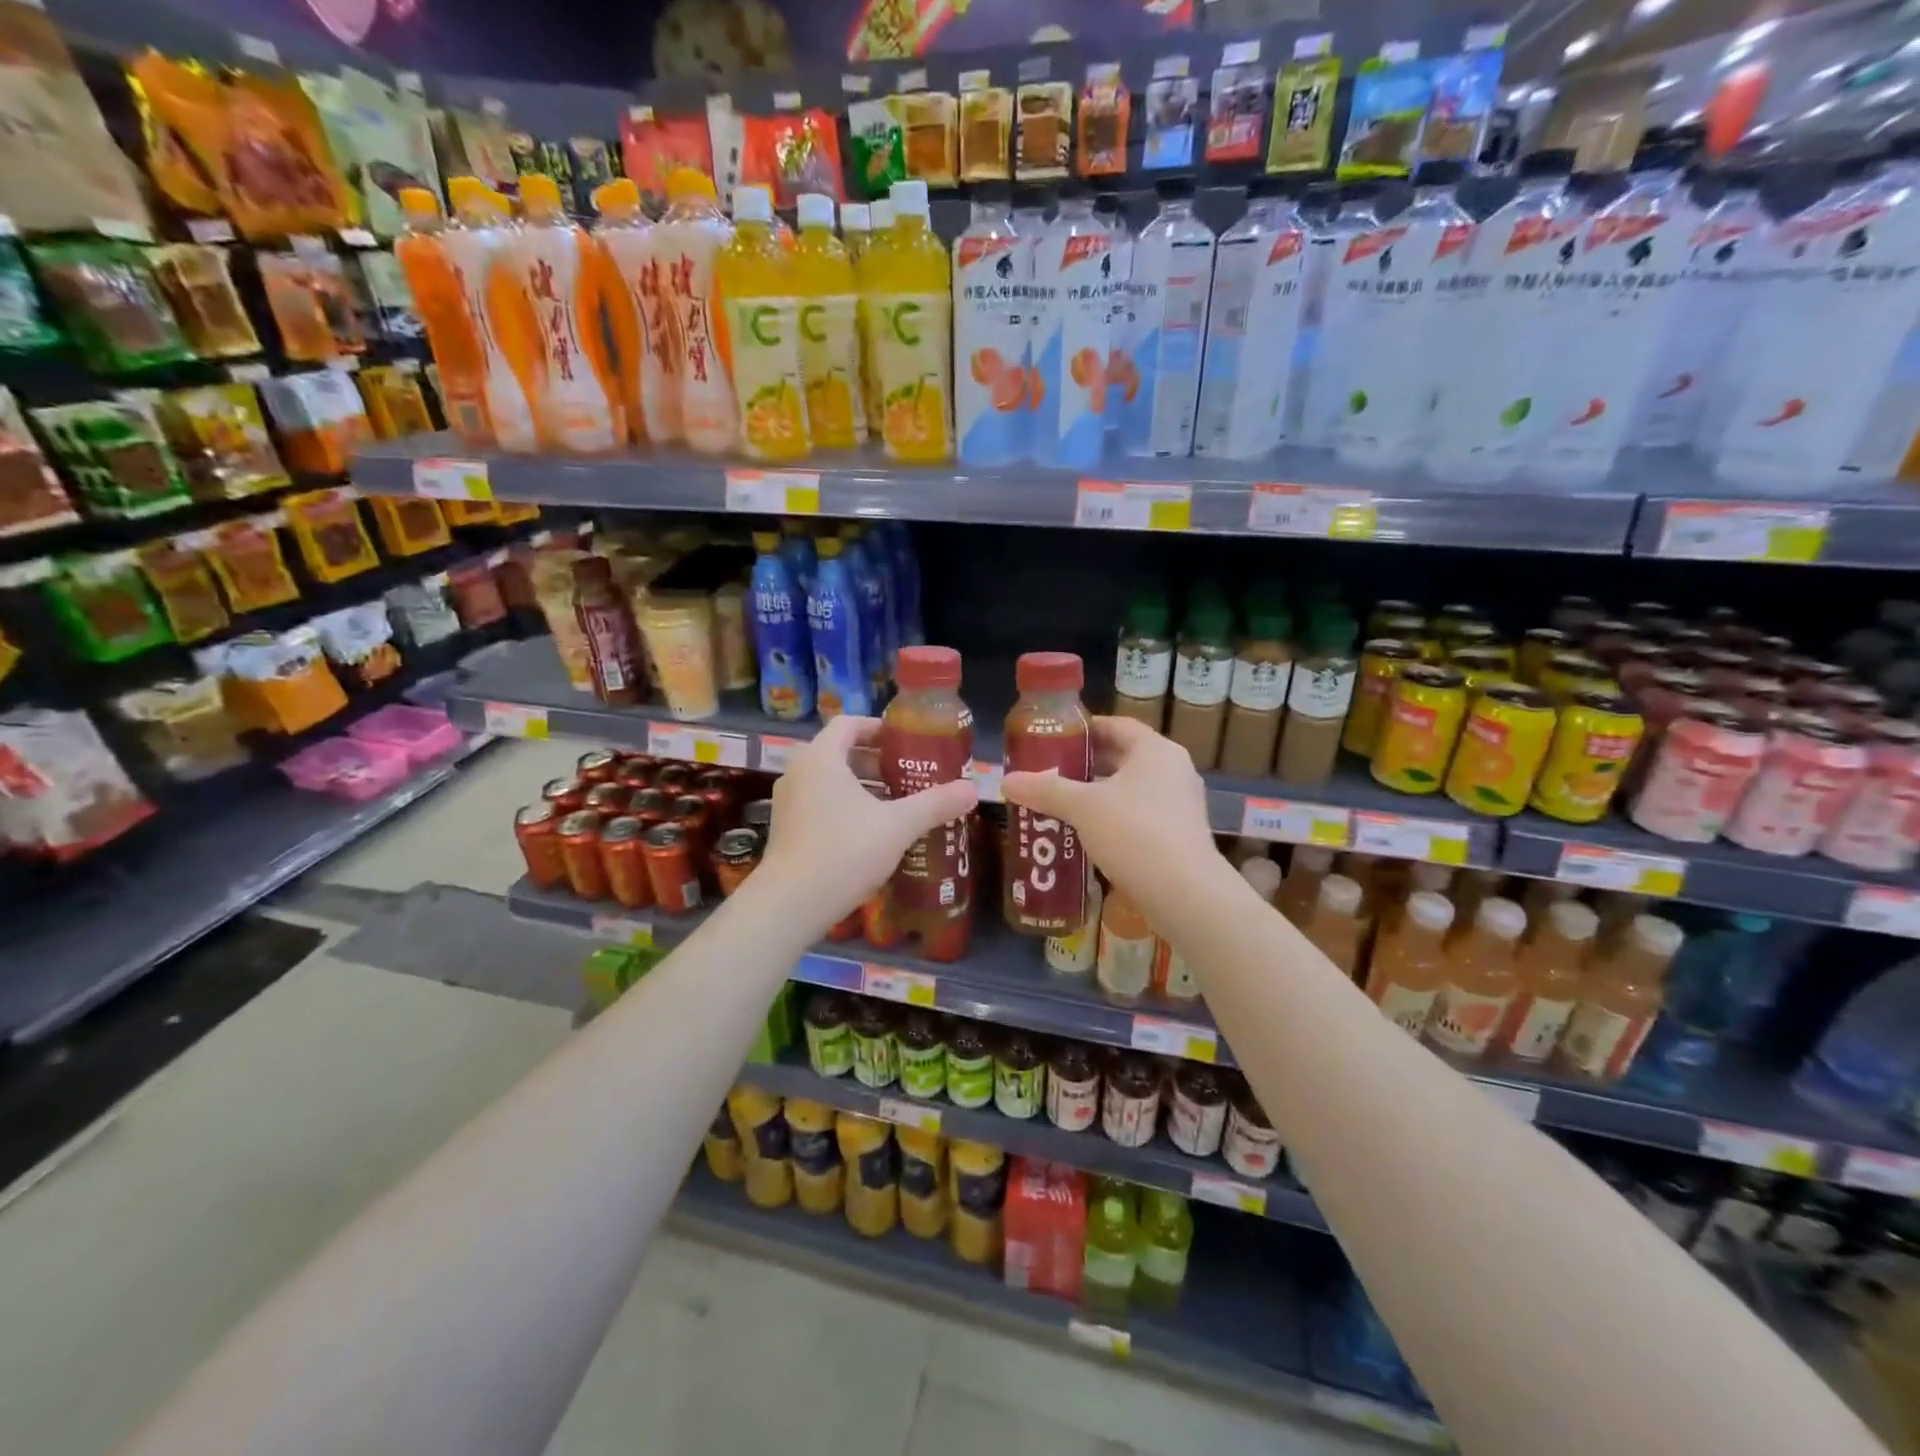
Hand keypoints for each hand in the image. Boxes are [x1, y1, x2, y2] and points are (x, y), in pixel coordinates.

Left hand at [760, 714, 978, 936]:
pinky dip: (846, 809)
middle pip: (840, 753)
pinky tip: (872, 834)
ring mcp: (788, 803)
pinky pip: (820, 805)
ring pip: (830, 782)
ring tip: (897, 805)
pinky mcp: (786, 831)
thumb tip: (973, 789)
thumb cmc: (845, 851)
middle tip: (909, 775)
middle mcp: (799, 773)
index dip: (879, 728)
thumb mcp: (898, 826)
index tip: (906, 742)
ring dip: (863, 788)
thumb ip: (935, 804)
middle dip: (877, 762)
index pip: (849, 724)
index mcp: (821, 759)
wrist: (791, 904)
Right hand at [1002, 716, 1218, 926]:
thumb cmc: (1133, 833)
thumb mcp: (1082, 807)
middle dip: (1086, 766)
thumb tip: (1007, 781)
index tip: (1055, 740)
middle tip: (1051, 774)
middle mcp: (1174, 770)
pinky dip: (1114, 819)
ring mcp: (1181, 804)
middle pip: (1123, 758)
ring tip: (1062, 804)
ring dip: (1099, 795)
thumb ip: (1045, 790)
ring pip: (1131, 790)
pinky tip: (1087, 835)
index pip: (1116, 726)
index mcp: (1155, 750)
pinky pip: (1141, 816)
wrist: (1183, 893)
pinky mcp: (1180, 835)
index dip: (1085, 730)